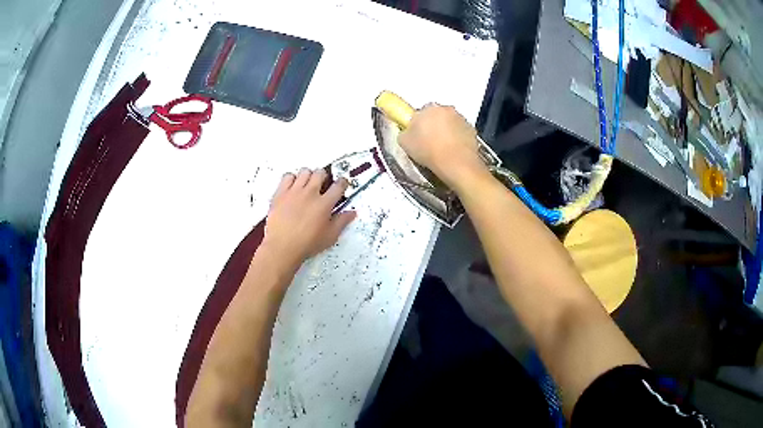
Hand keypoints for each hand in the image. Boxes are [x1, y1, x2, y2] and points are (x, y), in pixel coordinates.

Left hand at [261, 168, 356, 265]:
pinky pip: (287, 177)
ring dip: (308, 175)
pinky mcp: (280, 194)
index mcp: (324, 204)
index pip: (338, 185)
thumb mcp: (330, 236)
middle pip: (320, 173)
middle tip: (323, 183)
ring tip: (308, 184)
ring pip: (304, 171)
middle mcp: (310, 194)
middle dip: (324, 176)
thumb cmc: (305, 243)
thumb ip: (342, 222)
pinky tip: (293, 186)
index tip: (342, 184)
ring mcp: (294, 192)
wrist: (282, 247)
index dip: (343, 182)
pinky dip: (291, 179)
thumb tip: (351, 214)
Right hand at [398, 104, 487, 188]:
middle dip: (434, 124)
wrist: (457, 164)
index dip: (419, 122)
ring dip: (446, 131)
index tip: (418, 134)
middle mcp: (446, 109)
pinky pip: (461, 131)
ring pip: (450, 122)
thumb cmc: (428, 151)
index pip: (421, 110)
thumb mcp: (404, 142)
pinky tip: (454, 151)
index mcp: (429, 107)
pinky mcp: (472, 130)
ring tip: (442, 148)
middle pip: (437, 115)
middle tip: (429, 141)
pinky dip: (458, 138)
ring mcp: (461, 118)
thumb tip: (407, 131)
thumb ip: (405, 132)